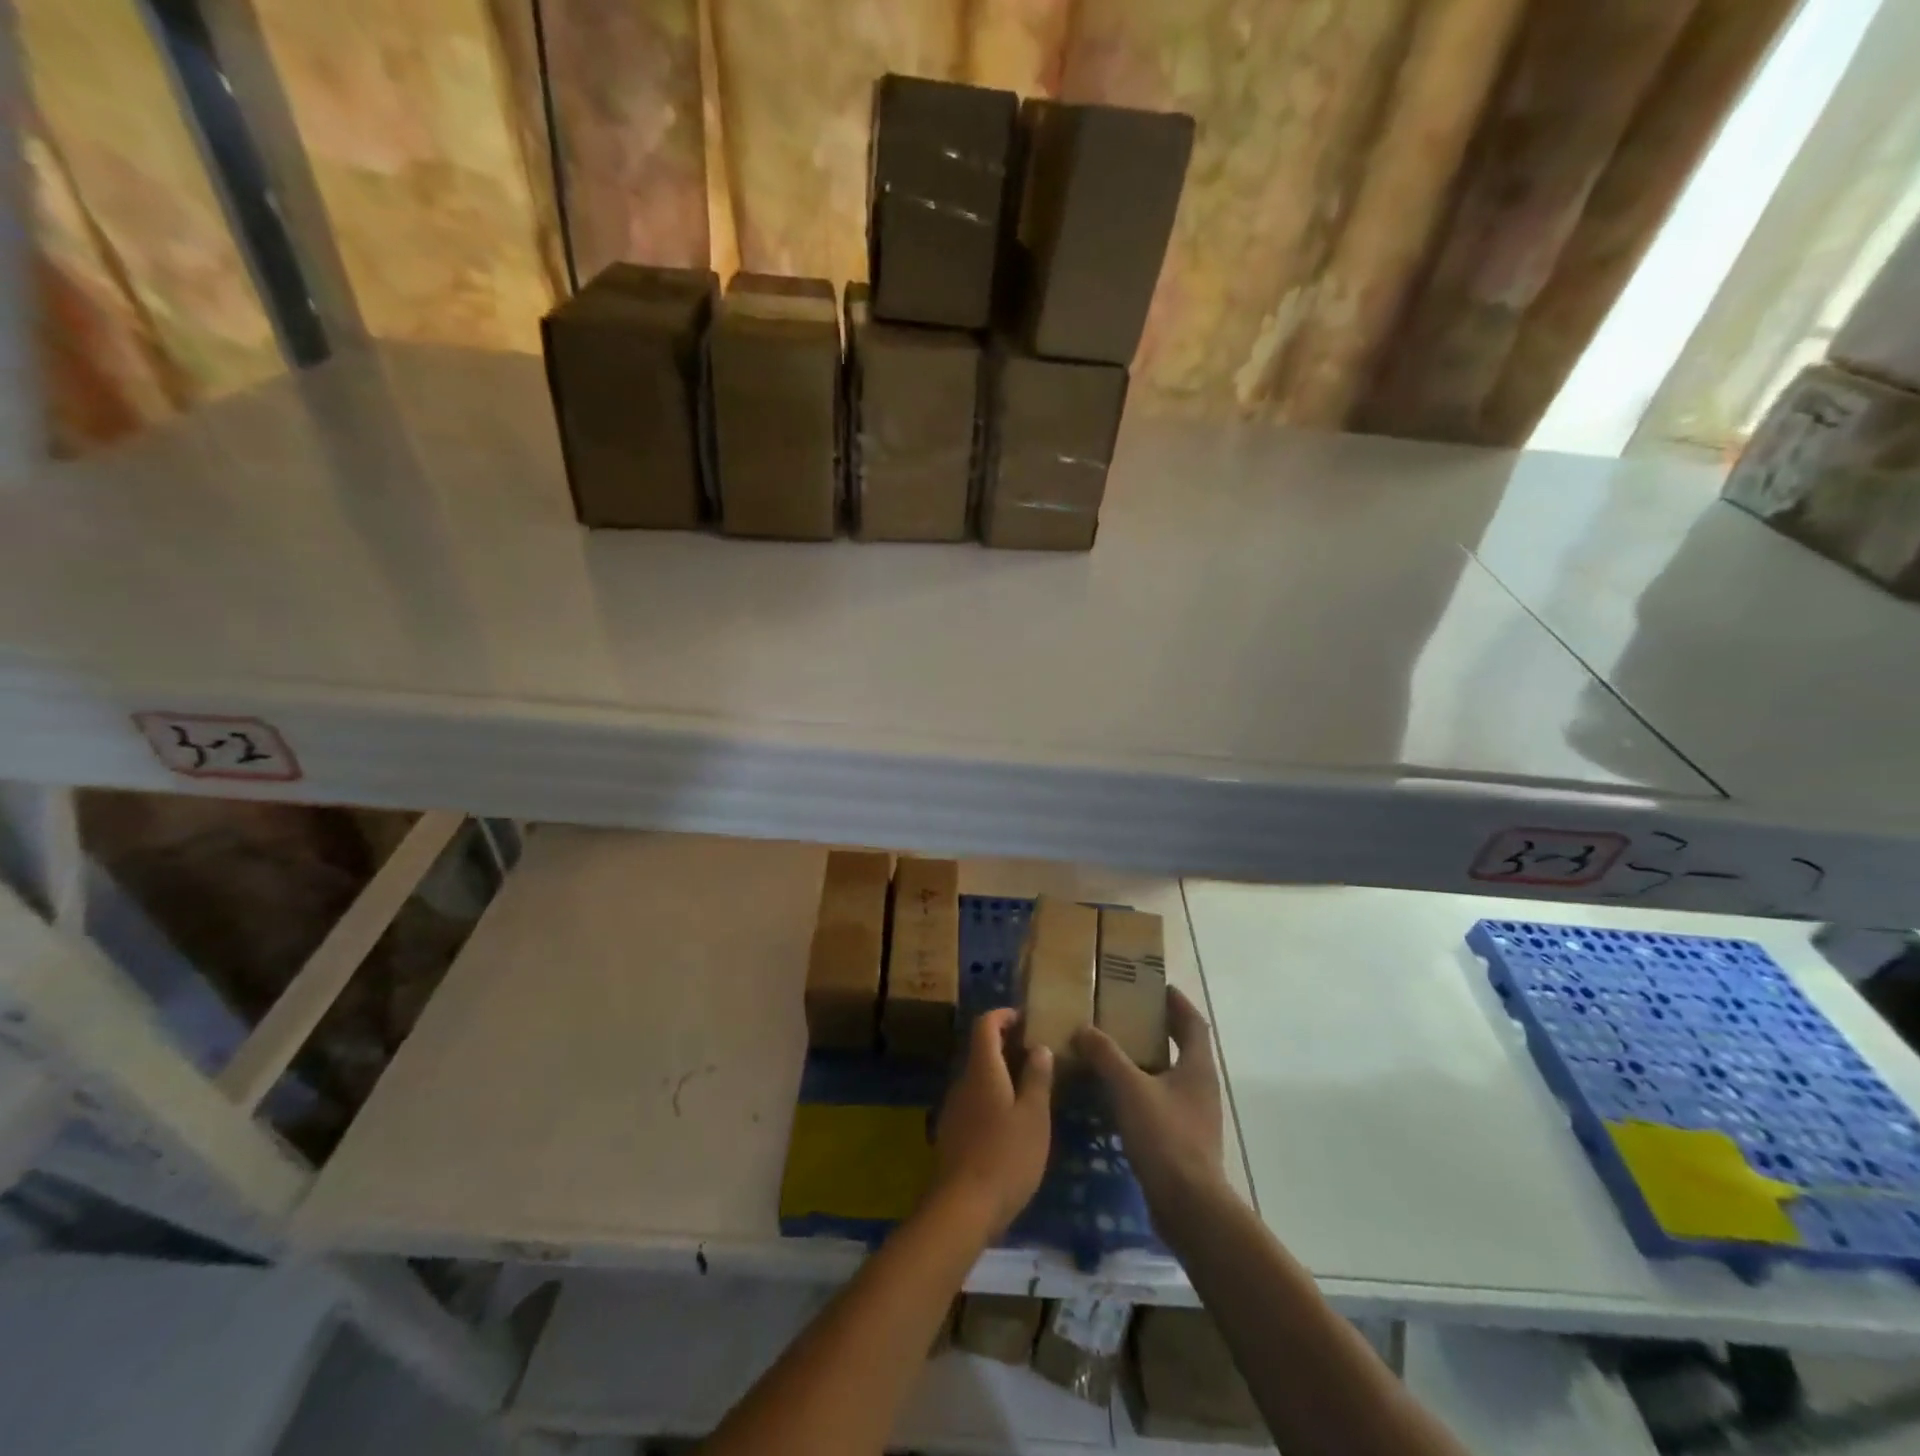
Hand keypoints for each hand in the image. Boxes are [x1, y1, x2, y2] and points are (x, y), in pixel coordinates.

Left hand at [931, 1009, 1053, 1236]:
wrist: (962, 1208)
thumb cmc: (1006, 1156)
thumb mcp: (1034, 1116)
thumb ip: (1037, 1078)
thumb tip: (1039, 1047)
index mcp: (982, 1070)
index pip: (985, 1025)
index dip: (1003, 1015)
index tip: (1025, 1019)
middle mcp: (962, 1082)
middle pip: (980, 1050)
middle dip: (1006, 1045)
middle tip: (1036, 1054)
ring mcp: (954, 1108)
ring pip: (977, 1077)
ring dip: (1001, 1074)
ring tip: (1030, 1088)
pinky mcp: (952, 1133)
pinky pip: (974, 1101)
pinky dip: (992, 1097)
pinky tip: (1012, 1121)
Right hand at [1074, 987, 1226, 1212]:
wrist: (1188, 1204)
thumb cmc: (1164, 1135)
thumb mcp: (1129, 1088)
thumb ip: (1106, 1055)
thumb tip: (1084, 1028)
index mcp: (1197, 1066)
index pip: (1193, 1022)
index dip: (1177, 1003)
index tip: (1157, 987)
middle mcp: (1202, 1086)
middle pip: (1184, 1047)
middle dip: (1161, 1030)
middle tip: (1129, 1016)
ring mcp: (1196, 1115)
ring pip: (1172, 1076)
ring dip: (1150, 1061)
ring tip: (1117, 1052)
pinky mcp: (1185, 1140)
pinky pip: (1163, 1102)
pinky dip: (1144, 1090)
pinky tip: (1118, 1096)